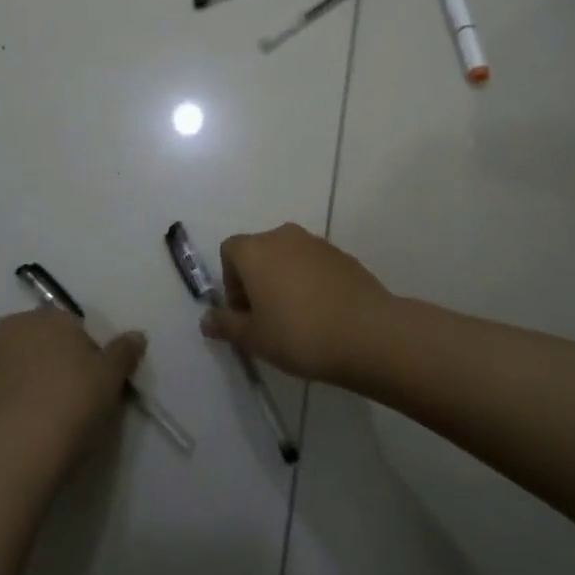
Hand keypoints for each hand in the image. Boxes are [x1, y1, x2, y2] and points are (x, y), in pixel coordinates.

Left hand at [0, 310, 145, 467]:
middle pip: (35, 342)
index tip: (89, 386)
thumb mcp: (111, 379)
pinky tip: (7, 431)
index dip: (82, 356)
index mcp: (50, 318)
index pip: (71, 328)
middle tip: (63, 401)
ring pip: (6, 365)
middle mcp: (11, 328)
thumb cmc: (70, 404)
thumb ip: (123, 352)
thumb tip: (136, 335)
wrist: (10, 450)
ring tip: (32, 420)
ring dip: (17, 382)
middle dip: (46, 363)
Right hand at [203, 223, 393, 383]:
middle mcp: (283, 236)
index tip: (244, 313)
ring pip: (288, 256)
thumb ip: (227, 325)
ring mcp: (316, 242)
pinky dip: (310, 281)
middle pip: (258, 251)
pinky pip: (314, 263)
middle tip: (267, 319)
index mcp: (255, 250)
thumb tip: (206, 320)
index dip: (230, 281)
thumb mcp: (255, 338)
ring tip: (297, 318)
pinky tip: (322, 313)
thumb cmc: (299, 334)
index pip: (229, 251)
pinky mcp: (342, 254)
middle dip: (256, 280)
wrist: (368, 333)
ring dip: (284, 279)